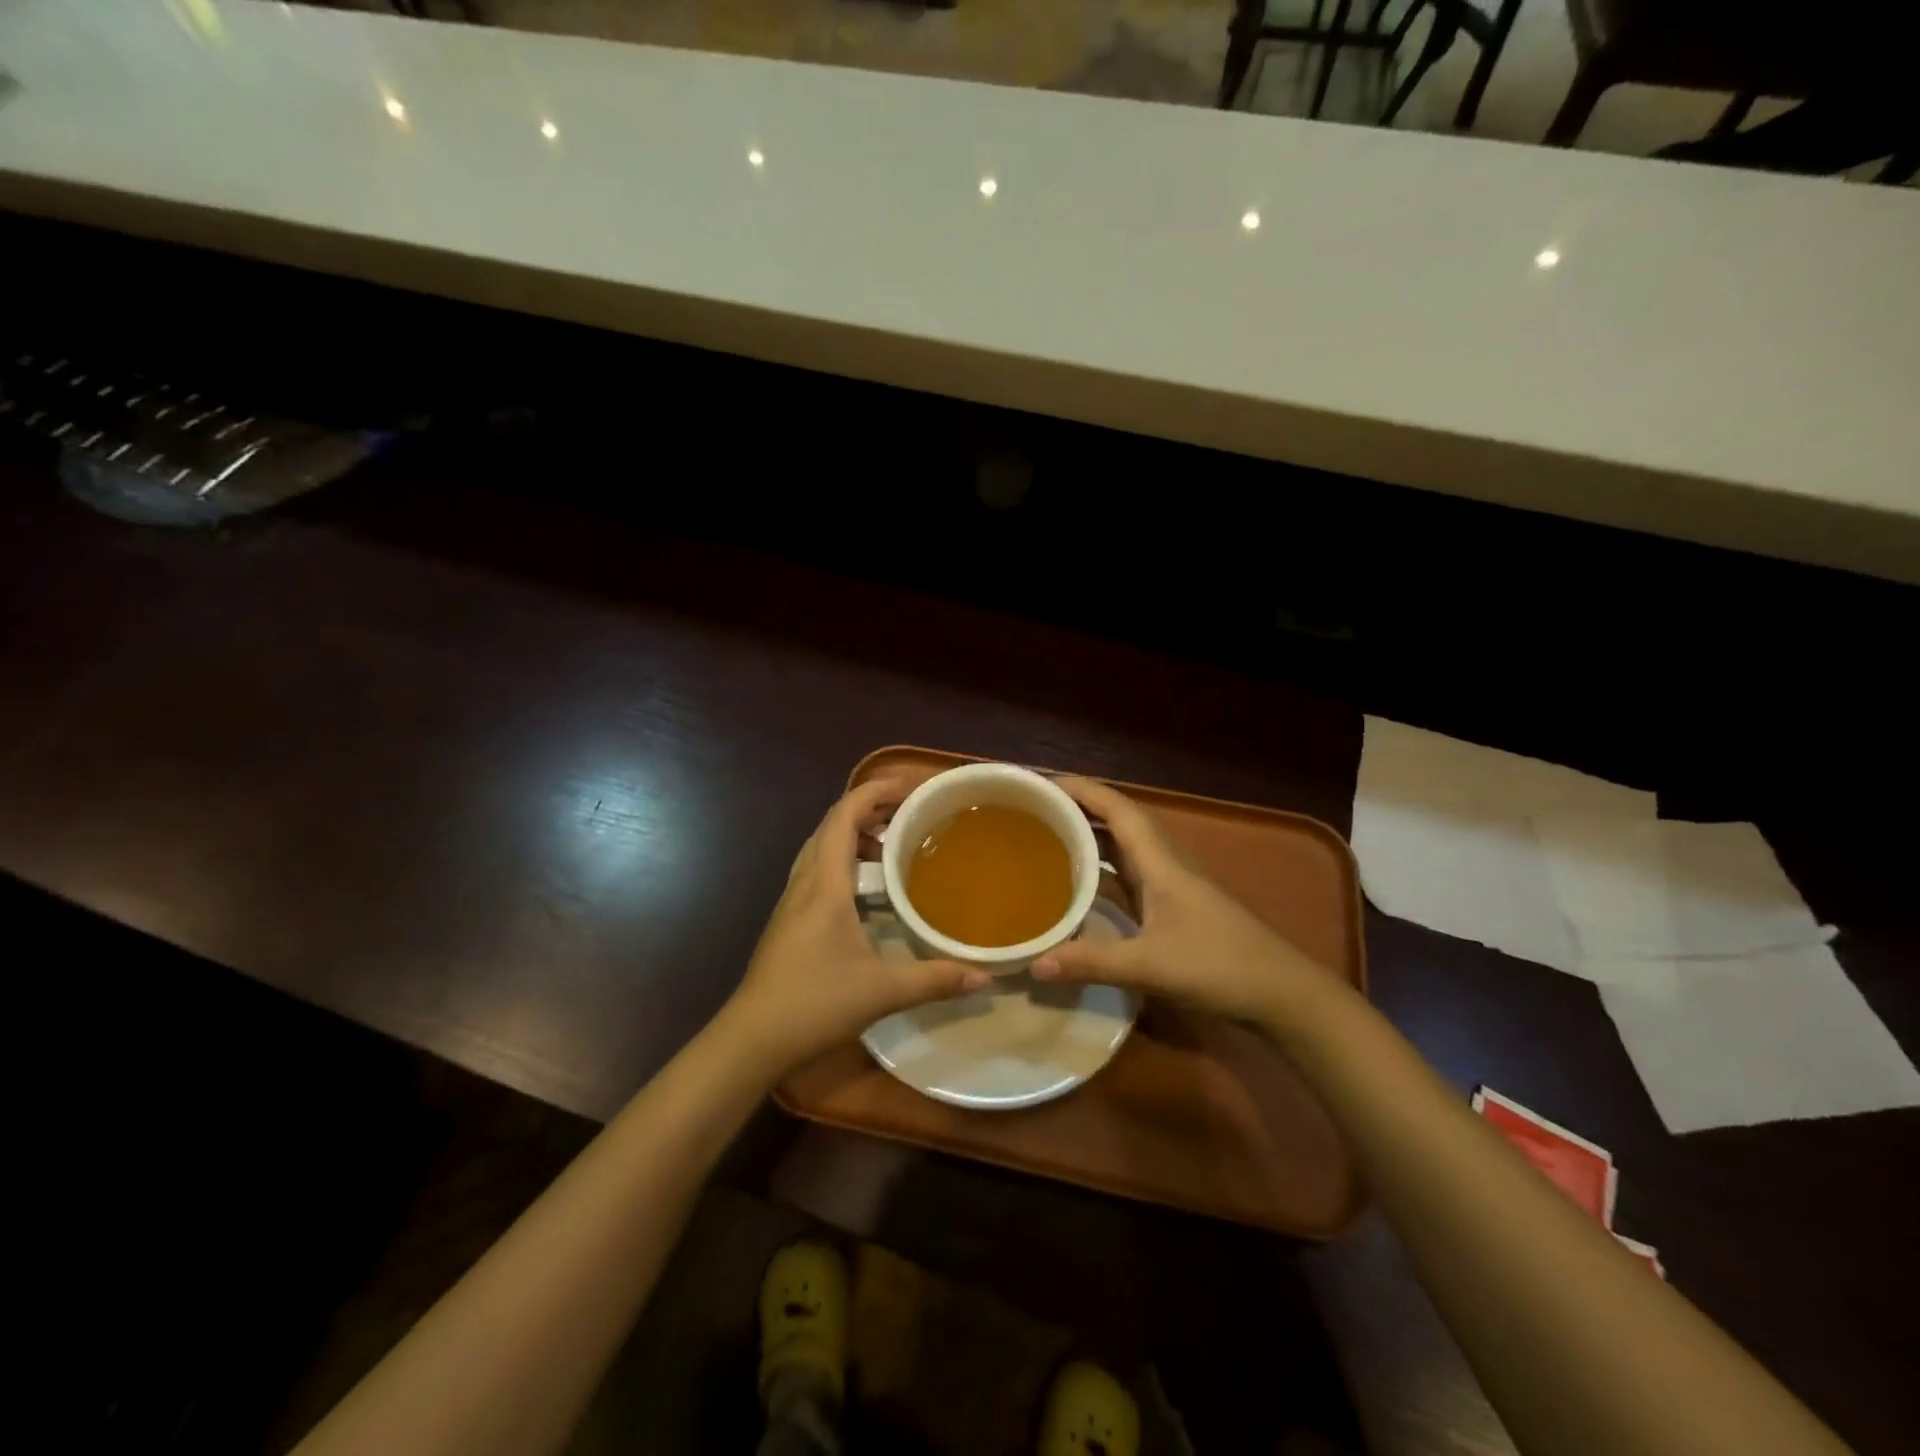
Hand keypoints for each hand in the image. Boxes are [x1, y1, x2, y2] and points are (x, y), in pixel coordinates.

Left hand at [721, 776, 990, 1076]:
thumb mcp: (882, 991)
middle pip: (831, 826)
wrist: (751, 1039)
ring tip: (891, 844)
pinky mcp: (788, 921)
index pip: (843, 817)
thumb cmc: (814, 1003)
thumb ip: (935, 979)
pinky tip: (865, 889)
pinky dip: (843, 860)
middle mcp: (805, 883)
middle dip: (868, 809)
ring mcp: (792, 902)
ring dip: (853, 835)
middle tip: (908, 813)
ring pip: (821, 848)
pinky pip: (817, 870)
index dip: (873, 792)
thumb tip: (985, 976)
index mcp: (825, 884)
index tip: (908, 786)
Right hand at [1033, 777, 1336, 1029]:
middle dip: (1080, 809)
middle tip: (1036, 811)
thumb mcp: (1150, 965)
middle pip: (1119, 821)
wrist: (1283, 994)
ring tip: (1049, 839)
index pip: (1118, 809)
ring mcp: (1172, 885)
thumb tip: (1034, 964)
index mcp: (1161, 861)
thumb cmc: (1220, 966)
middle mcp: (1166, 863)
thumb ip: (1092, 962)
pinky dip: (1103, 872)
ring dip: (1092, 837)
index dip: (1082, 790)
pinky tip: (1080, 887)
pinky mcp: (1175, 908)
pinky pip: (1130, 876)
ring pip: (1125, 848)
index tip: (1042, 785)